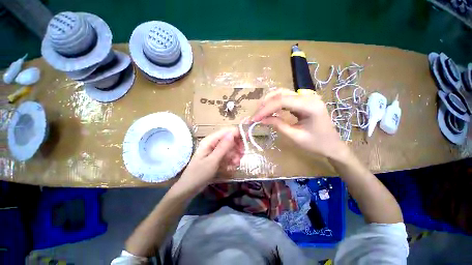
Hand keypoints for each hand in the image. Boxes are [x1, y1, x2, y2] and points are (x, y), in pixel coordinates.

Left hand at [177, 128, 243, 192]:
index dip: (237, 134)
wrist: (189, 188)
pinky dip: (231, 159)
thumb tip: (233, 133)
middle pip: (229, 139)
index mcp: (210, 140)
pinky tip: (232, 166)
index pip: (226, 131)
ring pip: (229, 147)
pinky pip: (227, 154)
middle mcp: (213, 143)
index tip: (245, 142)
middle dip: (236, 146)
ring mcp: (215, 150)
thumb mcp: (213, 160)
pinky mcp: (216, 157)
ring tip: (236, 163)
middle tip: (241, 155)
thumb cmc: (199, 174)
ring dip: (235, 154)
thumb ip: (223, 147)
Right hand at [251, 89, 347, 160]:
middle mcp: (308, 97)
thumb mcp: (295, 136)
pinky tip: (268, 111)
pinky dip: (274, 104)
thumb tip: (262, 120)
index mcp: (310, 106)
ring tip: (259, 113)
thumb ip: (278, 125)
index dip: (265, 109)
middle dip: (265, 104)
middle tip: (255, 115)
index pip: (281, 101)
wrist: (332, 145)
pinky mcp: (303, 101)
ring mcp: (306, 97)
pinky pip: (285, 98)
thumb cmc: (316, 144)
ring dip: (268, 102)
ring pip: (281, 93)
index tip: (254, 118)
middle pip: (280, 93)